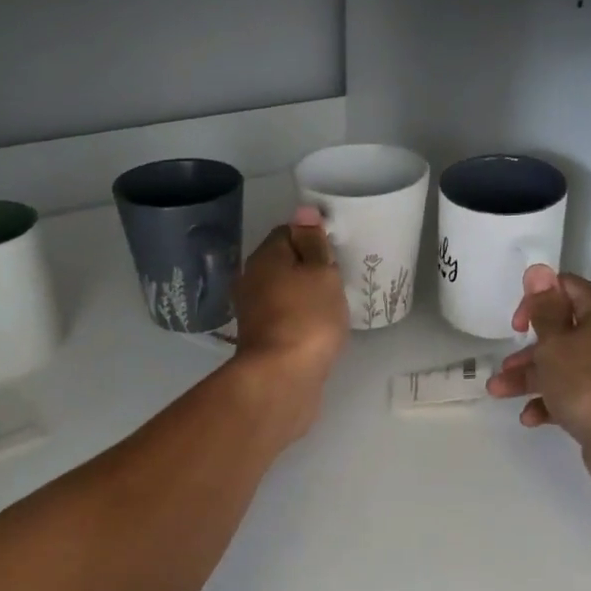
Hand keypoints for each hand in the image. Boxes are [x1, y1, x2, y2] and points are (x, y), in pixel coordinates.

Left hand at [230, 207, 348, 439]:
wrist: (282, 378)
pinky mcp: (262, 340)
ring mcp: (254, 313)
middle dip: (309, 268)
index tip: (336, 251)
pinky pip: (285, 318)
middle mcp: (251, 281)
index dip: (312, 236)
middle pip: (283, 263)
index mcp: (264, 258)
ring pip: (284, 292)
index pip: (287, 232)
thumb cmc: (307, 317)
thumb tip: (303, 211)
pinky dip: (301, 319)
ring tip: (333, 304)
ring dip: (304, 295)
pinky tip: (320, 328)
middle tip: (339, 278)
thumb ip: (314, 243)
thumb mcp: (321, 272)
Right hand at [485, 265, 590, 506]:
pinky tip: (531, 419)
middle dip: (528, 350)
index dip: (537, 300)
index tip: (516, 326)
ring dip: (533, 378)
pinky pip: (581, 394)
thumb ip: (543, 309)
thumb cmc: (590, 384)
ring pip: (569, 366)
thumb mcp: (555, 344)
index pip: (568, 288)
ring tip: (499, 392)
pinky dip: (555, 402)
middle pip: (565, 333)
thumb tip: (539, 271)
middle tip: (504, 366)